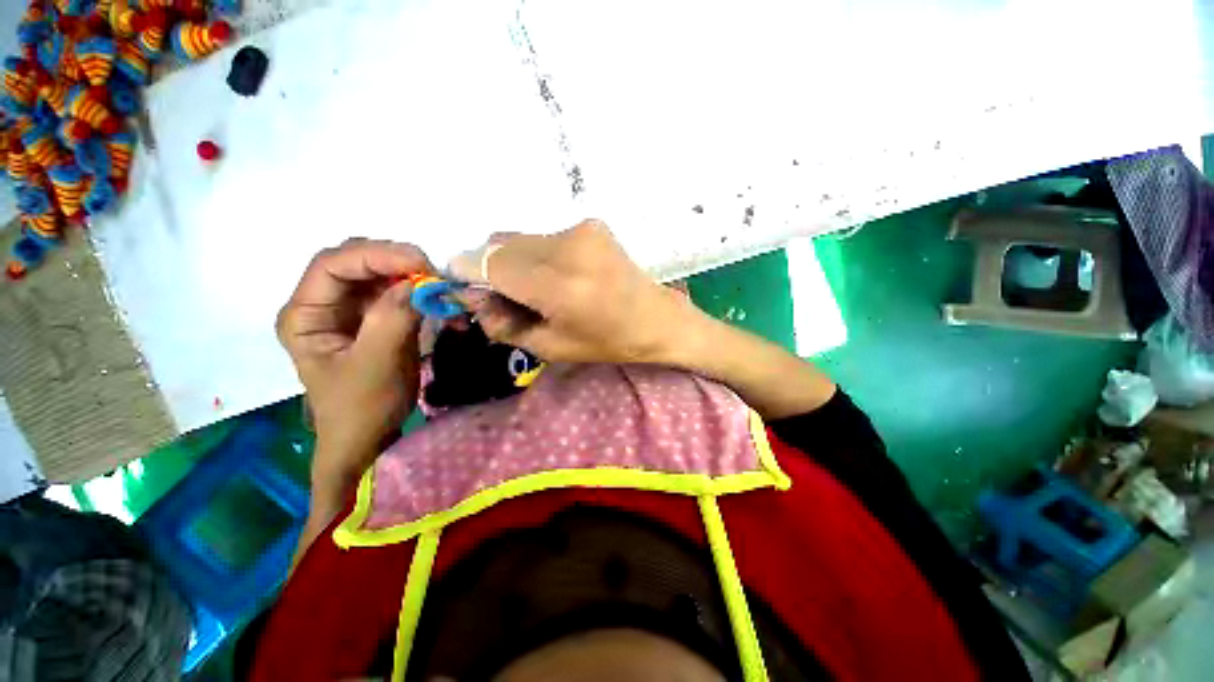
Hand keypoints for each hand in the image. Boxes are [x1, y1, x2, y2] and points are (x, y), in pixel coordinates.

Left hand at [277, 239, 431, 509]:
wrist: (369, 437)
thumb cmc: (362, 407)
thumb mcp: (376, 364)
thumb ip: (392, 318)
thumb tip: (419, 283)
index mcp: (305, 315)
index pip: (333, 265)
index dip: (376, 255)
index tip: (421, 262)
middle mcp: (323, 305)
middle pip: (354, 262)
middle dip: (394, 260)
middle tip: (433, 272)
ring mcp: (349, 311)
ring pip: (377, 273)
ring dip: (409, 273)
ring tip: (437, 283)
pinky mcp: (374, 319)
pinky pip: (395, 292)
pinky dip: (417, 290)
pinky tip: (434, 296)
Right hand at [452, 220, 835, 419]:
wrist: (659, 320)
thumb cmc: (608, 343)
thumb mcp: (550, 347)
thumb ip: (503, 323)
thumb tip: (473, 298)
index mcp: (557, 285)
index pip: (486, 262)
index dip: (466, 273)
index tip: (465, 288)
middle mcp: (566, 247)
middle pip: (499, 244)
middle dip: (491, 269)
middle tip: (509, 297)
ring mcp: (582, 230)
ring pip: (521, 238)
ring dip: (516, 261)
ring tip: (541, 289)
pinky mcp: (592, 224)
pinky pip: (545, 237)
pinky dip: (539, 254)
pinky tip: (562, 276)